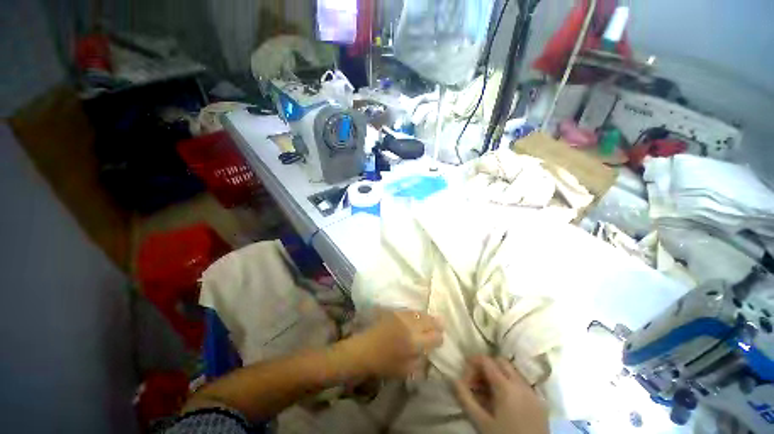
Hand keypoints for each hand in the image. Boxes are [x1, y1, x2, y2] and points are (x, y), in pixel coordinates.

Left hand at [343, 309, 443, 378]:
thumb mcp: (406, 371)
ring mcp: (402, 316)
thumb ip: (421, 361)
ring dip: (428, 317)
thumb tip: (429, 351)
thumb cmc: (384, 364)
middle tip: (440, 326)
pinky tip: (419, 316)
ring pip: (421, 313)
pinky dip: (418, 314)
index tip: (439, 341)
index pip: (435, 337)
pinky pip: (411, 311)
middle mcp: (410, 326)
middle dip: (437, 324)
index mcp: (414, 342)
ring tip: (432, 320)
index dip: (439, 339)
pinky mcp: (395, 312)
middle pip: (430, 321)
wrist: (364, 350)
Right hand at [454, 356, 548, 433]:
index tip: (464, 377)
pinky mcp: (539, 402)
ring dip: (497, 375)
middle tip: (475, 383)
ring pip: (512, 371)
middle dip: (485, 367)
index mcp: (506, 386)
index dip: (472, 364)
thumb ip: (466, 399)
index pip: (486, 360)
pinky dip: (509, 384)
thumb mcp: (482, 422)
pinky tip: (503, 401)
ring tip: (488, 394)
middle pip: (500, 361)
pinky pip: (521, 383)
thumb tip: (453, 380)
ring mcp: (532, 392)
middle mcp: (521, 383)